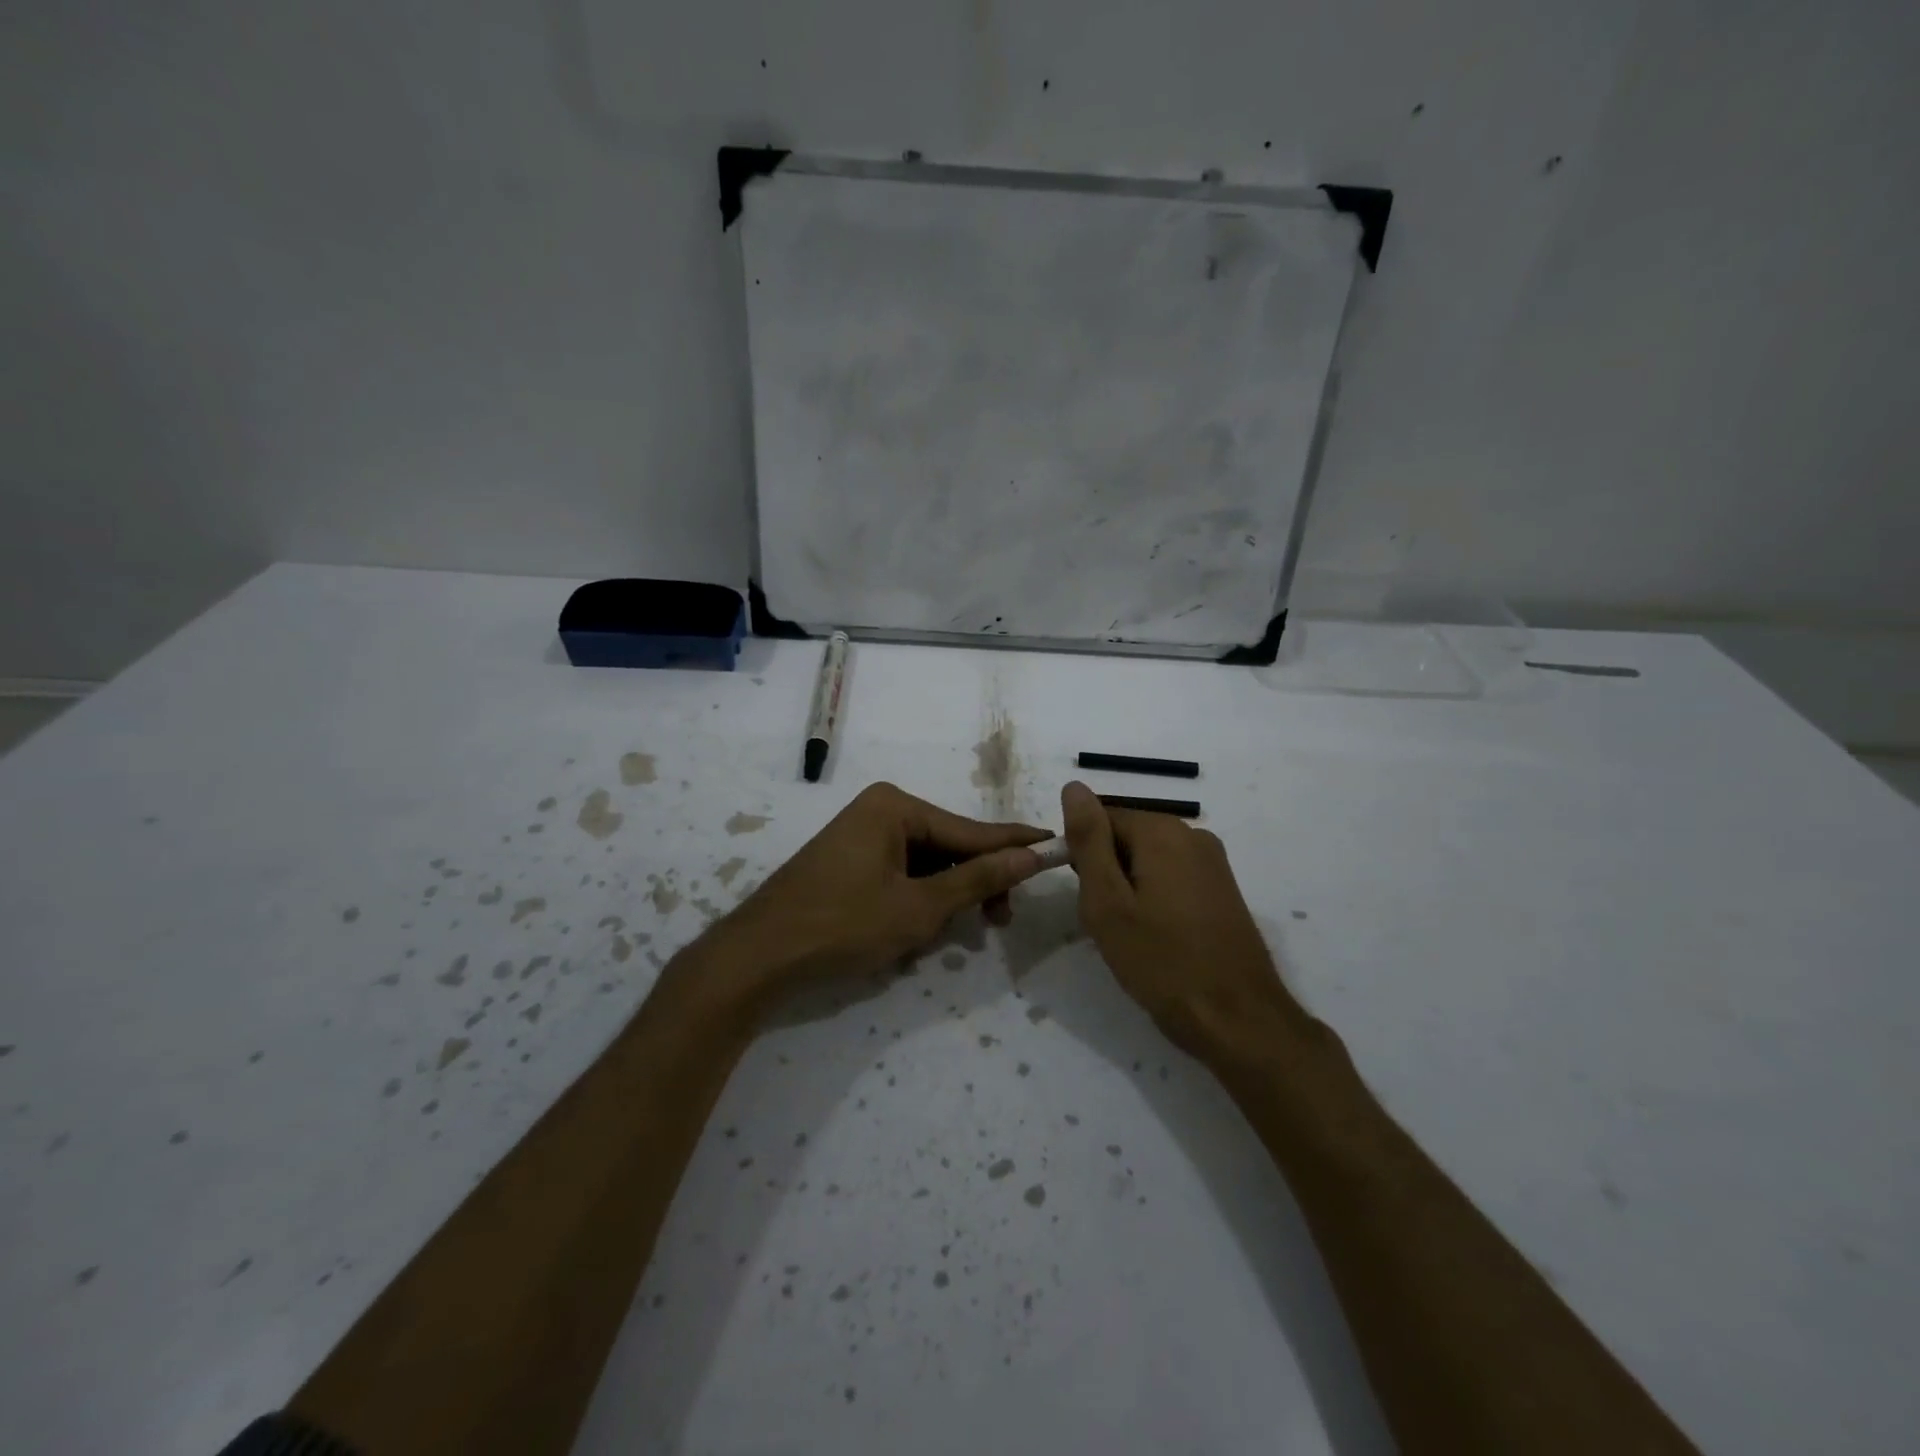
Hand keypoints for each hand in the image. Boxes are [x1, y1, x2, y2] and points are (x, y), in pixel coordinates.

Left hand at [707, 782, 1047, 1007]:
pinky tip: (924, 929)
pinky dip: (919, 900)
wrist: (758, 956)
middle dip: (975, 883)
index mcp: (896, 807)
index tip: (1056, 844)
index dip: (1015, 844)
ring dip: (946, 897)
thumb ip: (977, 879)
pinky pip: (902, 874)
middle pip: (949, 846)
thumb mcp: (918, 908)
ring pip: (926, 864)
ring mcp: (862, 835)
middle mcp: (880, 810)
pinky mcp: (851, 861)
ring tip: (962, 932)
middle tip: (1002, 920)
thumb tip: (1031, 855)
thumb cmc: (842, 926)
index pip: (971, 829)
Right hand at [1061, 781, 1301, 1055]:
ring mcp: (1213, 863)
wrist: (1238, 1019)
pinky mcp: (1223, 890)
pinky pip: (1173, 878)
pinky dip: (1155, 900)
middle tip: (1106, 922)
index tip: (1085, 897)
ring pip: (1148, 861)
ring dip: (1129, 889)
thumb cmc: (1161, 961)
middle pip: (1127, 838)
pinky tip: (1157, 938)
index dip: (1083, 855)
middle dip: (1107, 873)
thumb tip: (1074, 786)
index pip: (1101, 819)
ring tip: (1131, 935)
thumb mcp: (1108, 901)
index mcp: (1162, 831)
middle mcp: (1193, 835)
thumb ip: (1089, 840)